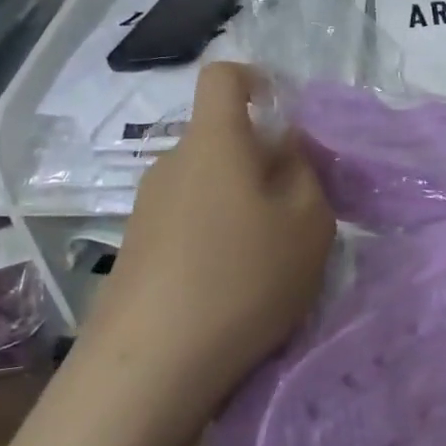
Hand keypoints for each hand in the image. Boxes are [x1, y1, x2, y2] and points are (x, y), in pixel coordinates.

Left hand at [91, 63, 335, 417]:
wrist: (150, 368)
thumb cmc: (243, 278)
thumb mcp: (308, 223)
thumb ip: (305, 172)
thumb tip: (286, 147)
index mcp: (214, 142)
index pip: (224, 77)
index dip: (257, 79)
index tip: (286, 115)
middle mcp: (173, 163)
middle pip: (222, 139)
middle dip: (263, 160)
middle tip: (298, 210)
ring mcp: (148, 208)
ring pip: (209, 184)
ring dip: (242, 204)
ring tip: (269, 258)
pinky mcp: (137, 249)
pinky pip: (189, 220)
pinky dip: (217, 235)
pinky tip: (233, 286)